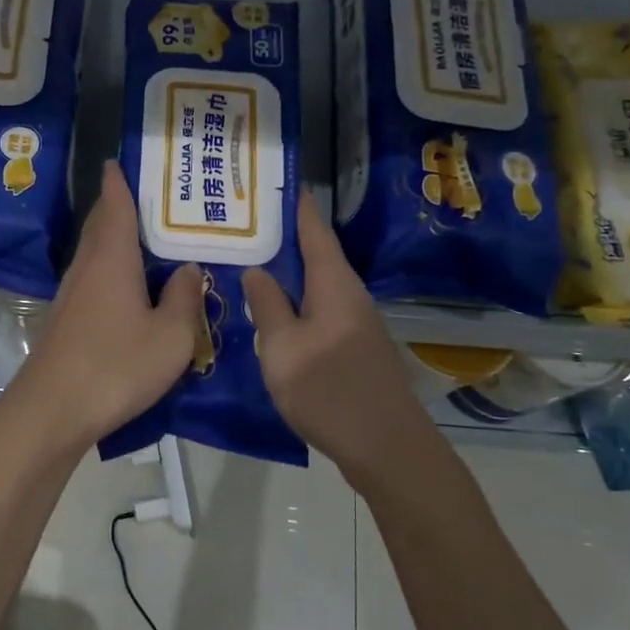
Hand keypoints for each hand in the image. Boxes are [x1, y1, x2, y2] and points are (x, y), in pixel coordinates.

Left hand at [3, 161, 203, 455]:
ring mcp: (70, 295)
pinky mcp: (65, 321)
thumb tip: (186, 270)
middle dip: (115, 206)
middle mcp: (86, 268)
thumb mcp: (170, 336)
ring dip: (112, 238)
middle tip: (143, 195)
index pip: (115, 206)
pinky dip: (109, 269)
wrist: (52, 410)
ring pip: (93, 253)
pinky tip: (126, 287)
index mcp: (112, 259)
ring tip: (142, 237)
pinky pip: (92, 279)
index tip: (116, 160)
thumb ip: (183, 298)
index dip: (118, 183)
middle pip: (99, 226)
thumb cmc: (116, 365)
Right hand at [242, 192, 429, 483]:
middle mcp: (349, 294)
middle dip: (282, 236)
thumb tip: (257, 270)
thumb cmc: (329, 390)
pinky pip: (319, 309)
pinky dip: (295, 300)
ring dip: (287, 271)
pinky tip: (272, 311)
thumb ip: (268, 305)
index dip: (294, 204)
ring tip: (249, 261)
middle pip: (315, 253)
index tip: (272, 181)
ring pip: (316, 284)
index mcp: (334, 283)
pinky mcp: (353, 347)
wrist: (386, 447)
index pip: (313, 229)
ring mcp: (355, 322)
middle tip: (242, 223)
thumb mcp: (284, 347)